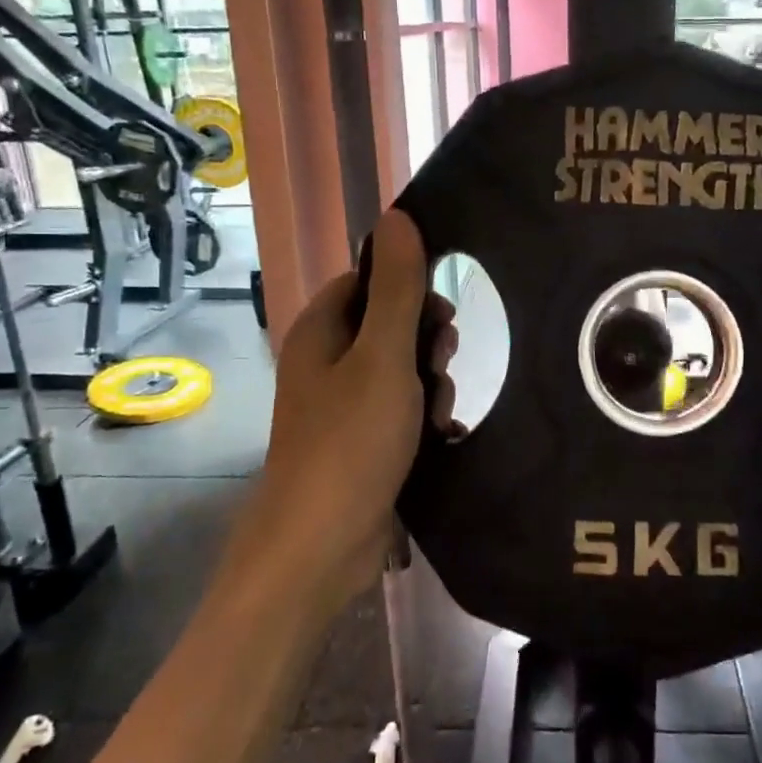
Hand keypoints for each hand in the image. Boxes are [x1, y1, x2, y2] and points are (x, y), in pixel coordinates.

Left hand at [260, 210, 456, 604]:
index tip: (440, 316)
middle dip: (425, 344)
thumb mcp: (382, 357)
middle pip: (388, 326)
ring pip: (401, 371)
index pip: (367, 280)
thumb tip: (397, 216)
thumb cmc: (350, 442)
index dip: (407, 288)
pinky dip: (423, 419)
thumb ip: (396, 288)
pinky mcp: (361, 443)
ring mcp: (343, 406)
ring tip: (436, 416)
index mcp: (320, 332)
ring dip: (430, 386)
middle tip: (440, 367)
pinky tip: (441, 438)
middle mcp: (326, 363)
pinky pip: (402, 412)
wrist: (321, 546)